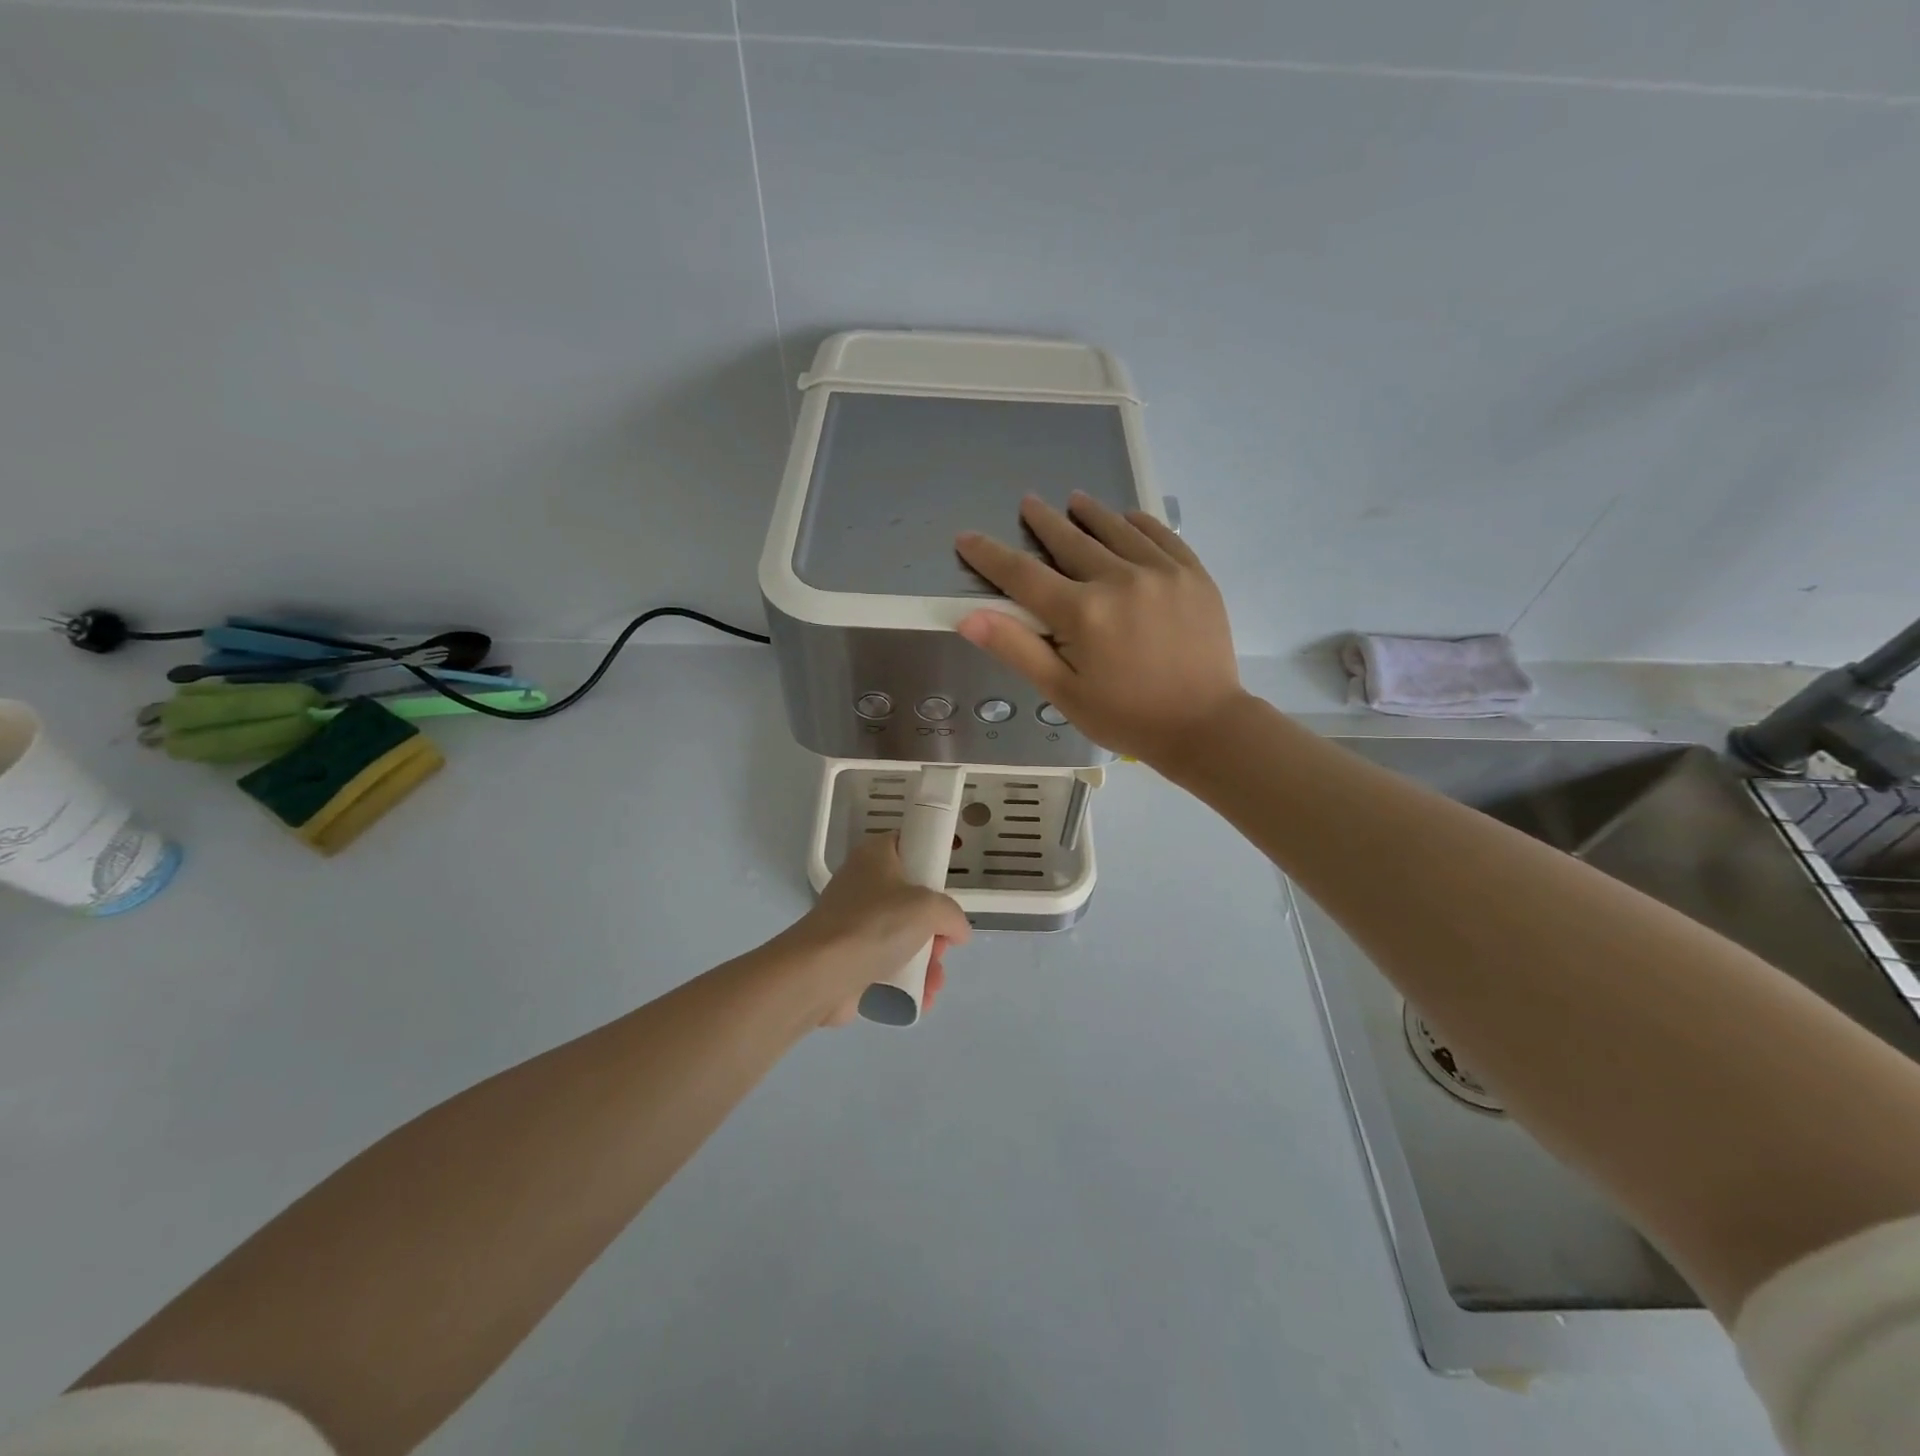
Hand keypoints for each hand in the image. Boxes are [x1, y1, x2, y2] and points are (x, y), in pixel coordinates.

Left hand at [789, 834, 970, 1026]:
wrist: (821, 973)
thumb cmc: (875, 924)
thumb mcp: (929, 908)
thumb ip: (952, 915)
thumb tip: (958, 932)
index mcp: (875, 856)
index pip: (907, 844)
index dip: (930, 861)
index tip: (948, 886)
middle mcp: (862, 884)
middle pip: (911, 899)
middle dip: (935, 928)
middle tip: (943, 944)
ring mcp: (853, 922)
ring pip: (902, 935)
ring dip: (926, 960)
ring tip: (934, 981)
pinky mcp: (849, 957)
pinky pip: (887, 964)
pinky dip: (906, 979)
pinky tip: (923, 997)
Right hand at [955, 492, 1245, 766]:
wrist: (1205, 726)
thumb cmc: (1126, 717)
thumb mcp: (1063, 692)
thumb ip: (1017, 649)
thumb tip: (969, 617)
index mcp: (1082, 613)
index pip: (1023, 574)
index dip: (990, 555)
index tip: (967, 538)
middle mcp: (1119, 579)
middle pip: (1070, 541)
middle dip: (1044, 522)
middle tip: (1028, 503)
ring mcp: (1161, 572)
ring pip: (1116, 530)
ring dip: (1091, 513)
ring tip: (1074, 499)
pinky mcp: (1193, 574)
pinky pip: (1161, 535)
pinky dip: (1139, 523)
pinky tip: (1128, 518)